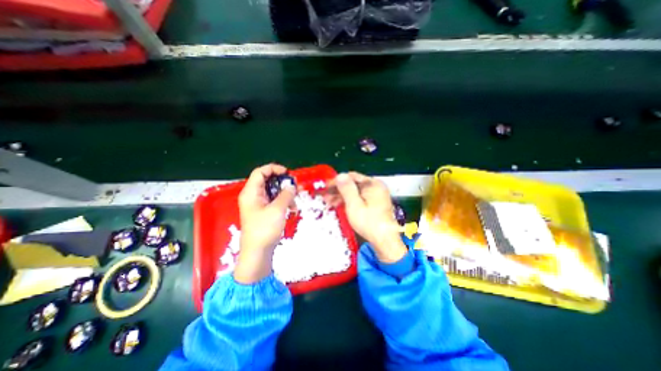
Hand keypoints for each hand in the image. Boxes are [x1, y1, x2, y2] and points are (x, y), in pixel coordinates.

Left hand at [232, 162, 294, 283]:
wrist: (257, 253)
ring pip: (272, 191)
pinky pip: (273, 201)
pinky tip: (291, 209)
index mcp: (251, 193)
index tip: (287, 173)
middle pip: (267, 181)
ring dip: (284, 194)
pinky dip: (283, 202)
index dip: (273, 169)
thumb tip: (291, 186)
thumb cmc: (265, 229)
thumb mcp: (278, 209)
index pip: (260, 172)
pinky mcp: (263, 212)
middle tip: (294, 186)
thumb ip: (286, 194)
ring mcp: (258, 204)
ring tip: (295, 201)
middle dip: (282, 182)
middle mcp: (253, 196)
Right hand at [325, 171, 408, 262]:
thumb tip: (339, 175)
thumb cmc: (369, 222)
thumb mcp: (354, 205)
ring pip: (356, 191)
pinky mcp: (375, 203)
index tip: (325, 187)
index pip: (351, 177)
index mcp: (373, 184)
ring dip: (342, 196)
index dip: (337, 181)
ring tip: (330, 202)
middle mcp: (376, 186)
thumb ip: (346, 189)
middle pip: (354, 184)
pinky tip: (340, 205)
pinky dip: (350, 201)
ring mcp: (377, 195)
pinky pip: (360, 198)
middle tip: (325, 195)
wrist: (384, 240)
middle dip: (338, 190)